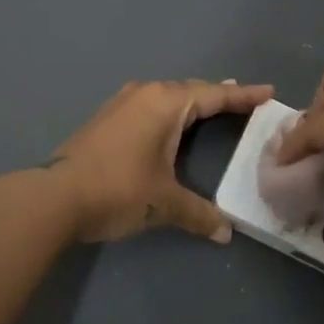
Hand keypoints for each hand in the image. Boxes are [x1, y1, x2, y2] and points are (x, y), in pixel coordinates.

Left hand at [48, 78, 273, 243]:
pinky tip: (169, 123)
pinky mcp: (106, 118)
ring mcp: (122, 103)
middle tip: (243, 100)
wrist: (55, 196)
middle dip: (218, 96)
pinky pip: (150, 105)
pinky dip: (169, 110)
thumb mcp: (164, 202)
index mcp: (165, 104)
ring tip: (211, 106)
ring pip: (167, 96)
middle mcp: (145, 94)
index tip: (268, 92)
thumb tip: (225, 233)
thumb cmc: (118, 190)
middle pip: (190, 90)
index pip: (213, 96)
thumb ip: (198, 214)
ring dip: (191, 101)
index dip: (243, 96)